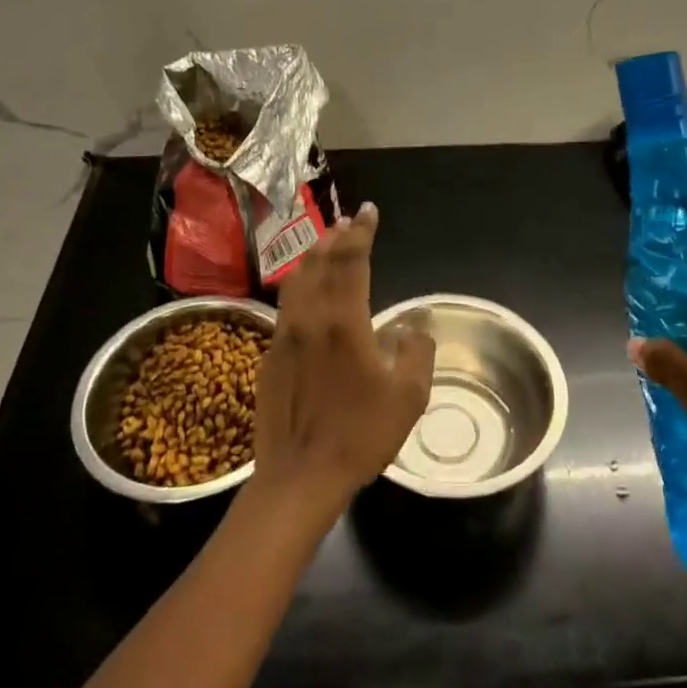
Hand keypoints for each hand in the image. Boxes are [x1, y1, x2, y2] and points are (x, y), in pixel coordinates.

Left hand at [251, 204, 434, 518]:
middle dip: (337, 236)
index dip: (361, 232)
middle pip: (321, 261)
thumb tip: (413, 325)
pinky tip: (306, 288)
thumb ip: (416, 351)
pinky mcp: (270, 353)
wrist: (299, 476)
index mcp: (344, 319)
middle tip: (349, 221)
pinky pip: (286, 303)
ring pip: (298, 278)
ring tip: (327, 242)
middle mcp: (310, 316)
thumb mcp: (408, 396)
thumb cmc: (359, 435)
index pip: (351, 260)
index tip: (369, 211)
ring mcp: (285, 333)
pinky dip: (300, 282)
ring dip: (314, 254)